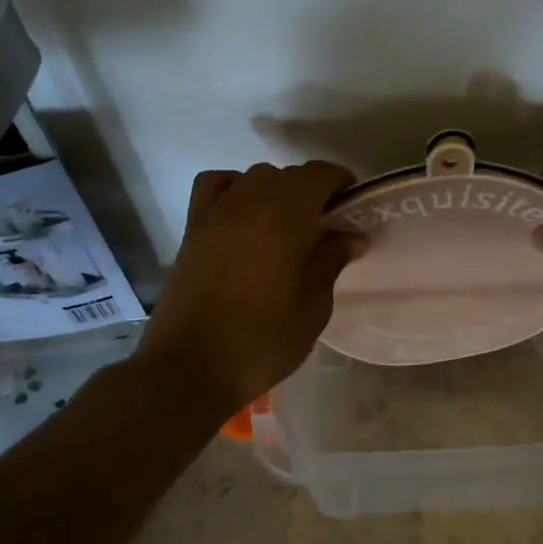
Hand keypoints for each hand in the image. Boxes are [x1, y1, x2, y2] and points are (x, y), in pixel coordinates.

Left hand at [134, 161, 360, 412]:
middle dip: (312, 190)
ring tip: (287, 222)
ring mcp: (217, 213)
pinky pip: (215, 185)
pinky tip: (243, 213)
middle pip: (288, 175)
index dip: (340, 182)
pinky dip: (234, 187)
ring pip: (254, 177)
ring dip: (277, 189)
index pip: (319, 175)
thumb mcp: (313, 309)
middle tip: (326, 224)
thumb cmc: (261, 343)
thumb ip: (331, 262)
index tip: (353, 205)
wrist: (189, 369)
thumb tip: (351, 235)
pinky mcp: (193, 228)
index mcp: (286, 219)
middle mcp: (250, 203)